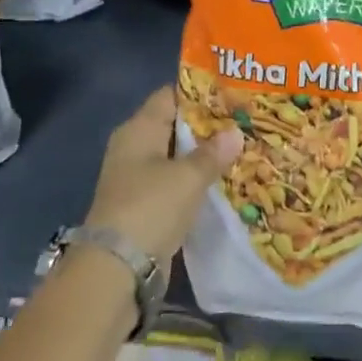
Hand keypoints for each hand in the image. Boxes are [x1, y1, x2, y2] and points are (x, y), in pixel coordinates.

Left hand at [86, 86, 241, 265]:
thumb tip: (235, 133)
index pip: (170, 96)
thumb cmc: (151, 207)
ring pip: (177, 157)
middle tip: (244, 121)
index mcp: (138, 130)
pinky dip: (197, 181)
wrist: (117, 268)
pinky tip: (224, 181)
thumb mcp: (188, 176)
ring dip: (204, 156)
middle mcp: (135, 148)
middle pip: (175, 126)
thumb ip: (213, 153)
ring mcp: (138, 178)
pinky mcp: (146, 206)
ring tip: (242, 148)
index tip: (232, 93)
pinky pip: (176, 183)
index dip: (200, 92)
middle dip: (208, 125)